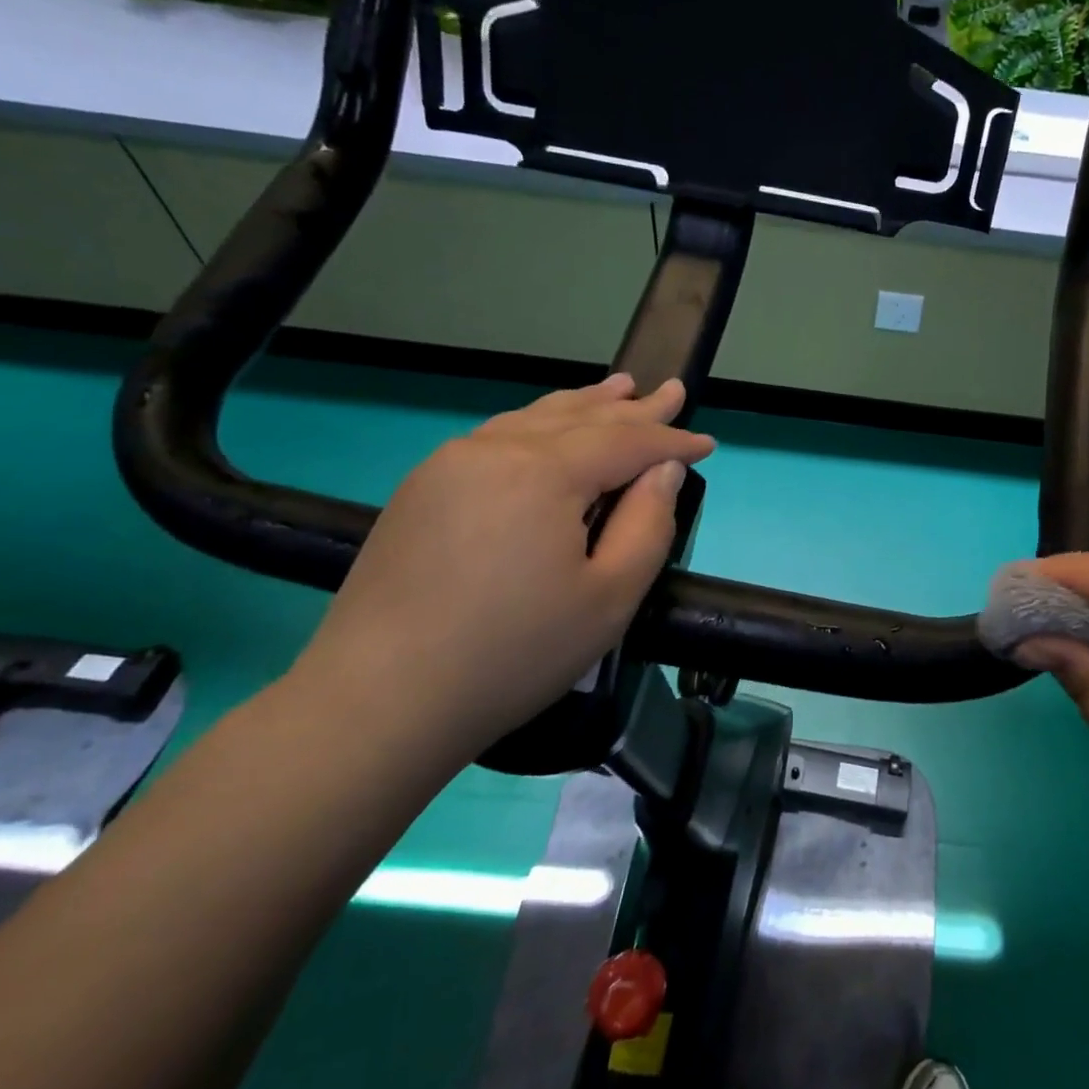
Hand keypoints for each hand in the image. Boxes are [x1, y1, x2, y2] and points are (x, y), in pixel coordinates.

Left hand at [288, 375, 713, 763]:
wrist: (380, 700)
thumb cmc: (514, 653)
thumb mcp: (610, 598)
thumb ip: (649, 524)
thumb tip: (664, 469)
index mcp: (543, 473)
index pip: (624, 441)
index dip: (670, 439)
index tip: (708, 442)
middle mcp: (494, 451)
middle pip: (579, 418)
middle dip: (632, 407)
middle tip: (671, 390)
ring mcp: (449, 465)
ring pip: (533, 419)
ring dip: (583, 405)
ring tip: (618, 388)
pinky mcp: (422, 489)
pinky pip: (498, 437)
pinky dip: (538, 424)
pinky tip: (550, 428)